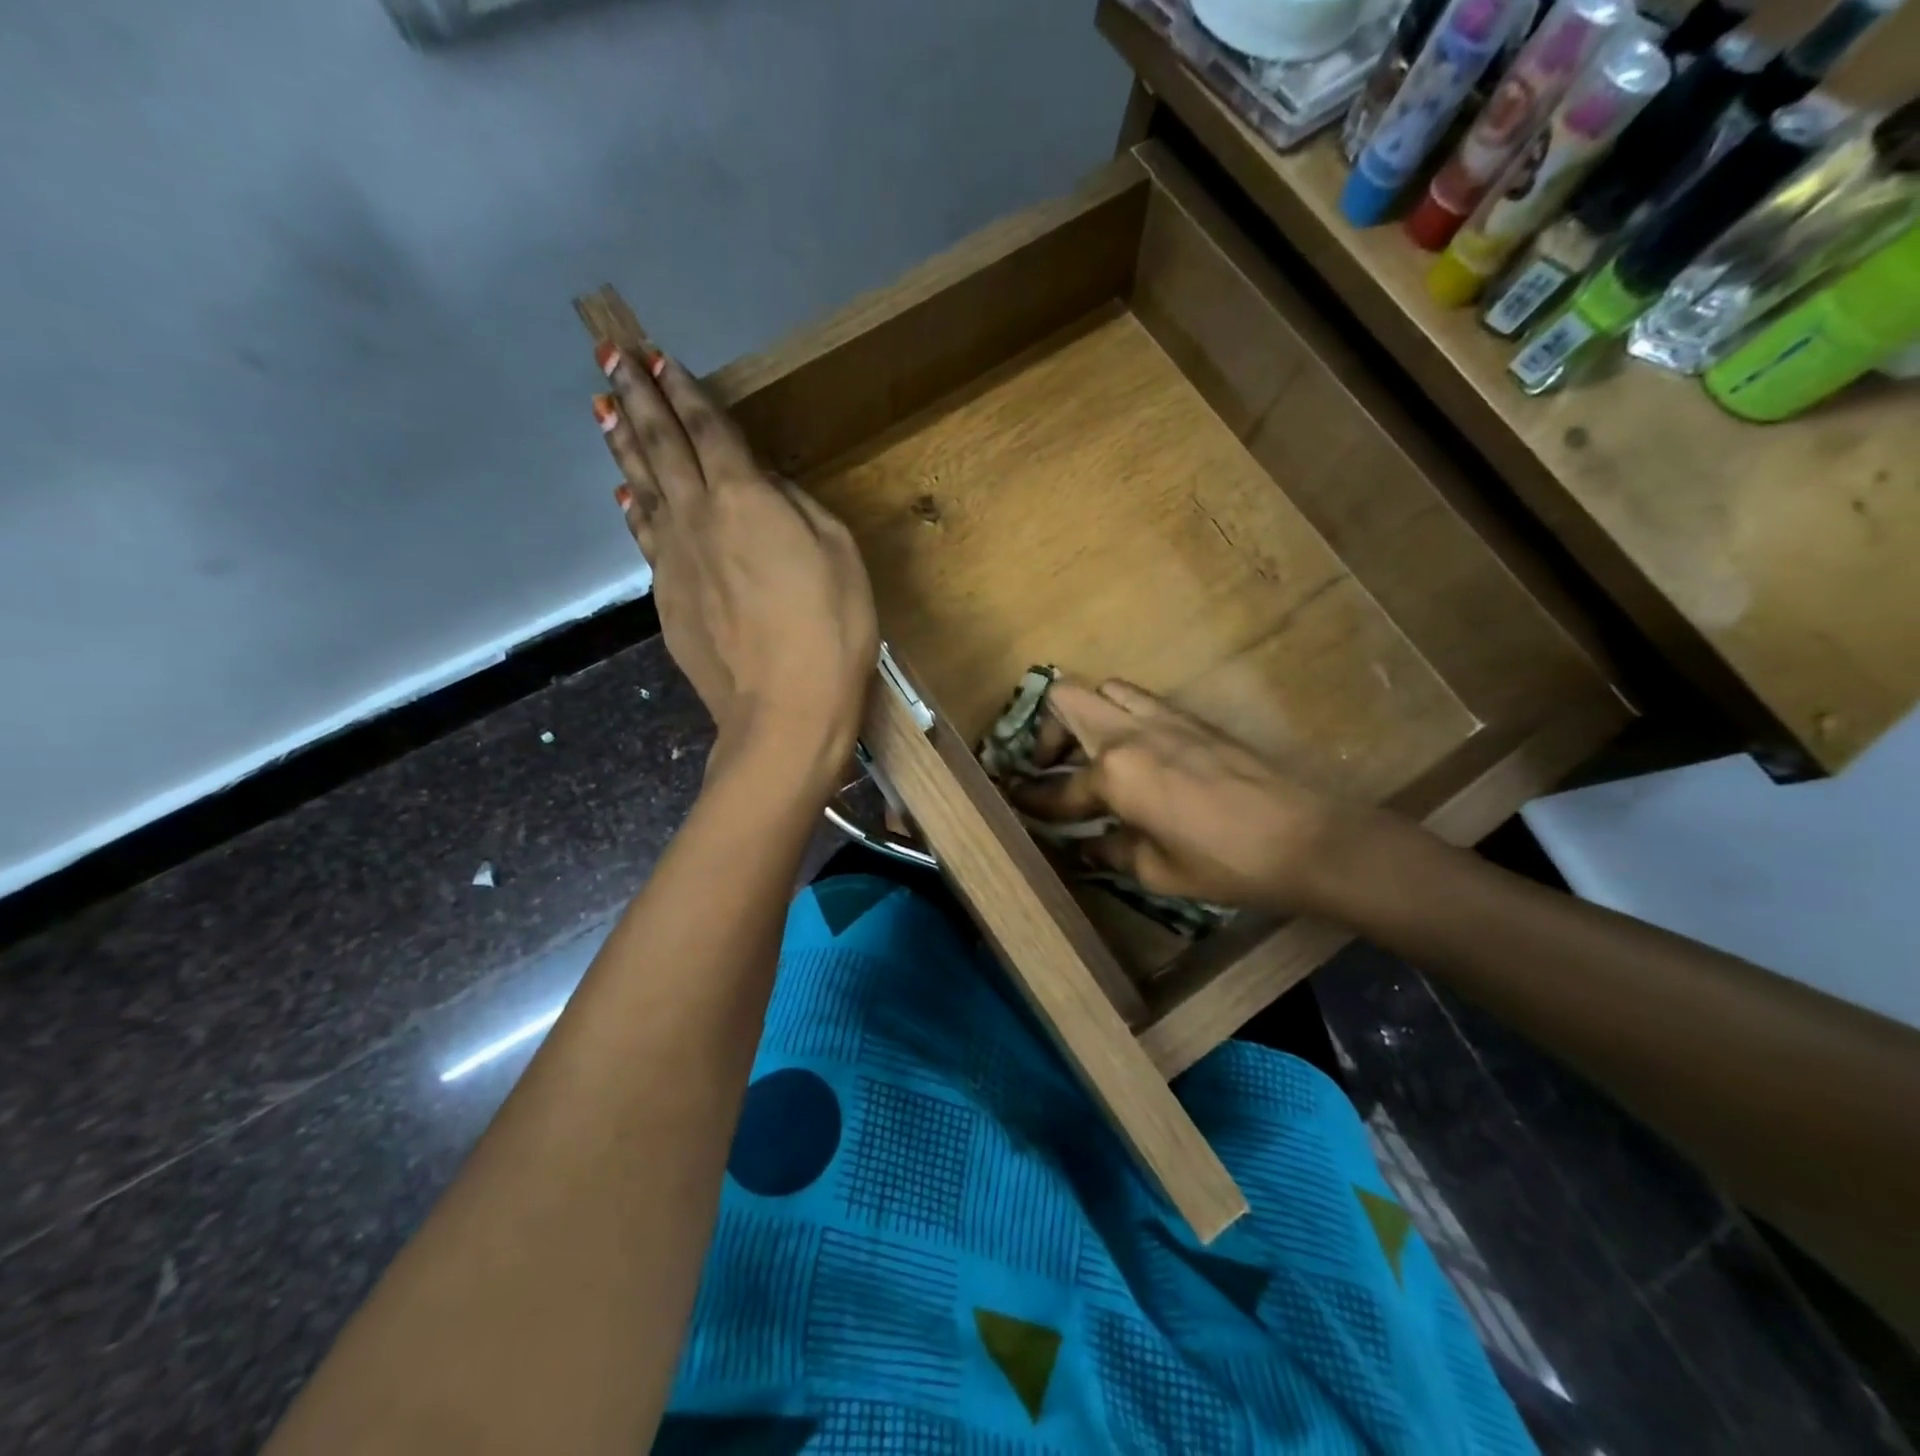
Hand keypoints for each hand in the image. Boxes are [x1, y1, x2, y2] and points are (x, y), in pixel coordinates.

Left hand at [592, 337, 877, 790]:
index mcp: (745, 498)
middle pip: (661, 446)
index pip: (708, 430)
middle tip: (608, 355)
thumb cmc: (830, 631)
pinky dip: (634, 509)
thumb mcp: (839, 556)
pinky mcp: (666, 599)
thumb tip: (767, 486)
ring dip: (623, 444)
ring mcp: (674, 560)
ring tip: (601, 408)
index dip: (683, 392)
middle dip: (636, 398)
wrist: (784, 712)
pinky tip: (626, 495)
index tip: (656, 357)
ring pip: (642, 488)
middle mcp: (698, 517)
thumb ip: (799, 509)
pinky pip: (645, 538)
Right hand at [1010, 679, 1369, 916]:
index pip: (1059, 788)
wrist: (1302, 837)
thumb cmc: (1222, 862)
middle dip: (1047, 731)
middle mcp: (1129, 732)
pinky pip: (1140, 700)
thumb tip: (1086, 846)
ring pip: (1106, 689)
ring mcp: (1163, 718)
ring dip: (1087, 715)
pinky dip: (1122, 716)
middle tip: (1052, 766)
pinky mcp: (1191, 718)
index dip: (1034, 801)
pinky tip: (1134, 753)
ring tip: (1091, 752)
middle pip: (1066, 699)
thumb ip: (1110, 850)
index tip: (1017, 802)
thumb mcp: (1155, 870)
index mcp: (1114, 772)